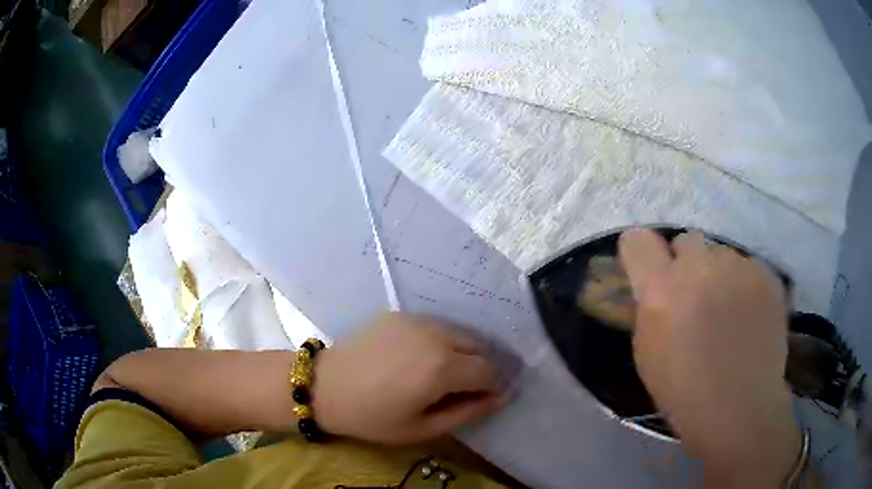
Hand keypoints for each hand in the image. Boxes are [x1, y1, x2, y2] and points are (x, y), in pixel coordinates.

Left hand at [311, 312, 504, 443]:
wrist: (324, 386)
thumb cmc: (372, 417)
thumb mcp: (422, 428)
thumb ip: (466, 412)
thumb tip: (497, 399)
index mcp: (443, 368)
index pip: (489, 370)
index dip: (491, 386)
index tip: (482, 399)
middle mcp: (436, 336)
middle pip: (479, 347)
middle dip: (479, 368)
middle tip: (462, 388)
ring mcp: (417, 320)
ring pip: (459, 333)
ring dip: (461, 352)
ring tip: (442, 373)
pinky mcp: (400, 315)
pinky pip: (435, 326)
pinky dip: (440, 341)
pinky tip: (420, 357)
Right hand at [619, 229, 801, 486]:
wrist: (740, 408)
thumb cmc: (684, 391)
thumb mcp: (647, 352)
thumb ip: (649, 308)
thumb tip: (656, 285)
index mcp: (661, 289)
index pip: (638, 241)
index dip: (641, 253)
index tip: (648, 270)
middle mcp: (699, 266)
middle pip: (686, 239)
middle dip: (686, 263)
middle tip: (694, 296)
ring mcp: (738, 266)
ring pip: (720, 253)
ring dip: (718, 274)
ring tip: (728, 311)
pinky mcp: (765, 273)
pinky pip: (747, 267)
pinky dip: (744, 285)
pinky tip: (749, 316)